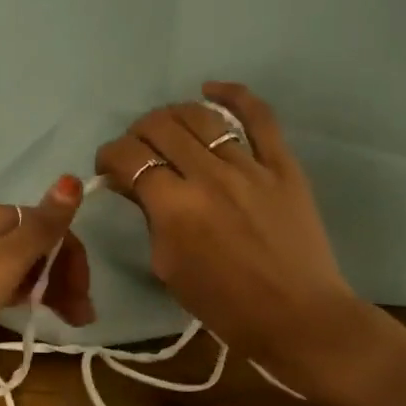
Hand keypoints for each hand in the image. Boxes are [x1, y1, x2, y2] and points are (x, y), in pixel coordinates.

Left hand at [0, 176, 94, 393]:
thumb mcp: (4, 259)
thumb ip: (42, 225)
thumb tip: (72, 177)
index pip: (45, 226)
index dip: (71, 258)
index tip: (84, 297)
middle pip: (32, 246)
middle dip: (62, 276)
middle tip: (82, 317)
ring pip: (17, 269)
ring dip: (47, 289)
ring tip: (68, 322)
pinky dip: (20, 297)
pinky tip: (32, 314)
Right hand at [94, 83, 385, 398]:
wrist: (296, 316)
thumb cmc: (224, 305)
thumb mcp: (169, 267)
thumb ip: (150, 219)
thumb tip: (136, 186)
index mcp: (174, 208)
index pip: (128, 158)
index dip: (109, 157)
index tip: (109, 168)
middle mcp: (208, 176)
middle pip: (160, 128)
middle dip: (136, 134)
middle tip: (137, 152)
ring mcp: (250, 166)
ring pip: (201, 116)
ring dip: (173, 115)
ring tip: (167, 128)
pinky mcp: (283, 165)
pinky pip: (260, 116)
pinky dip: (233, 94)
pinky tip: (212, 89)